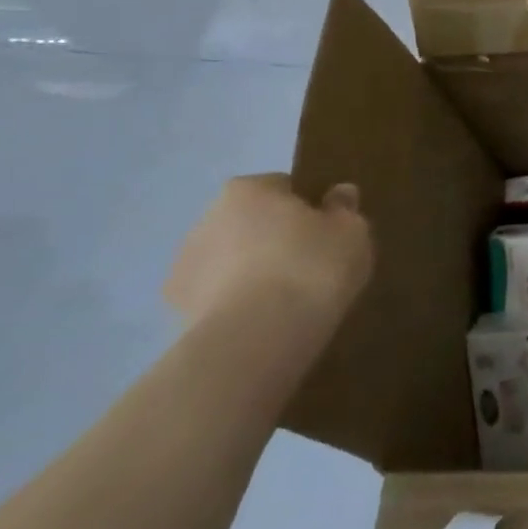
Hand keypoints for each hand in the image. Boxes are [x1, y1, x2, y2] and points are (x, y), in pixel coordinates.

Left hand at [166, 174, 374, 342]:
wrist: (256, 341)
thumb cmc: (310, 268)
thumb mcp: (351, 231)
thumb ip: (344, 209)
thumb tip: (338, 195)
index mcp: (247, 189)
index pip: (283, 188)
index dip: (309, 209)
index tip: (329, 234)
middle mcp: (206, 219)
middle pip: (253, 224)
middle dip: (276, 240)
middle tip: (312, 267)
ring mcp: (185, 268)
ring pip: (232, 262)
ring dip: (253, 274)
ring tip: (289, 303)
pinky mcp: (176, 314)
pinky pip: (219, 300)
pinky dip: (238, 307)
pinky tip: (265, 325)